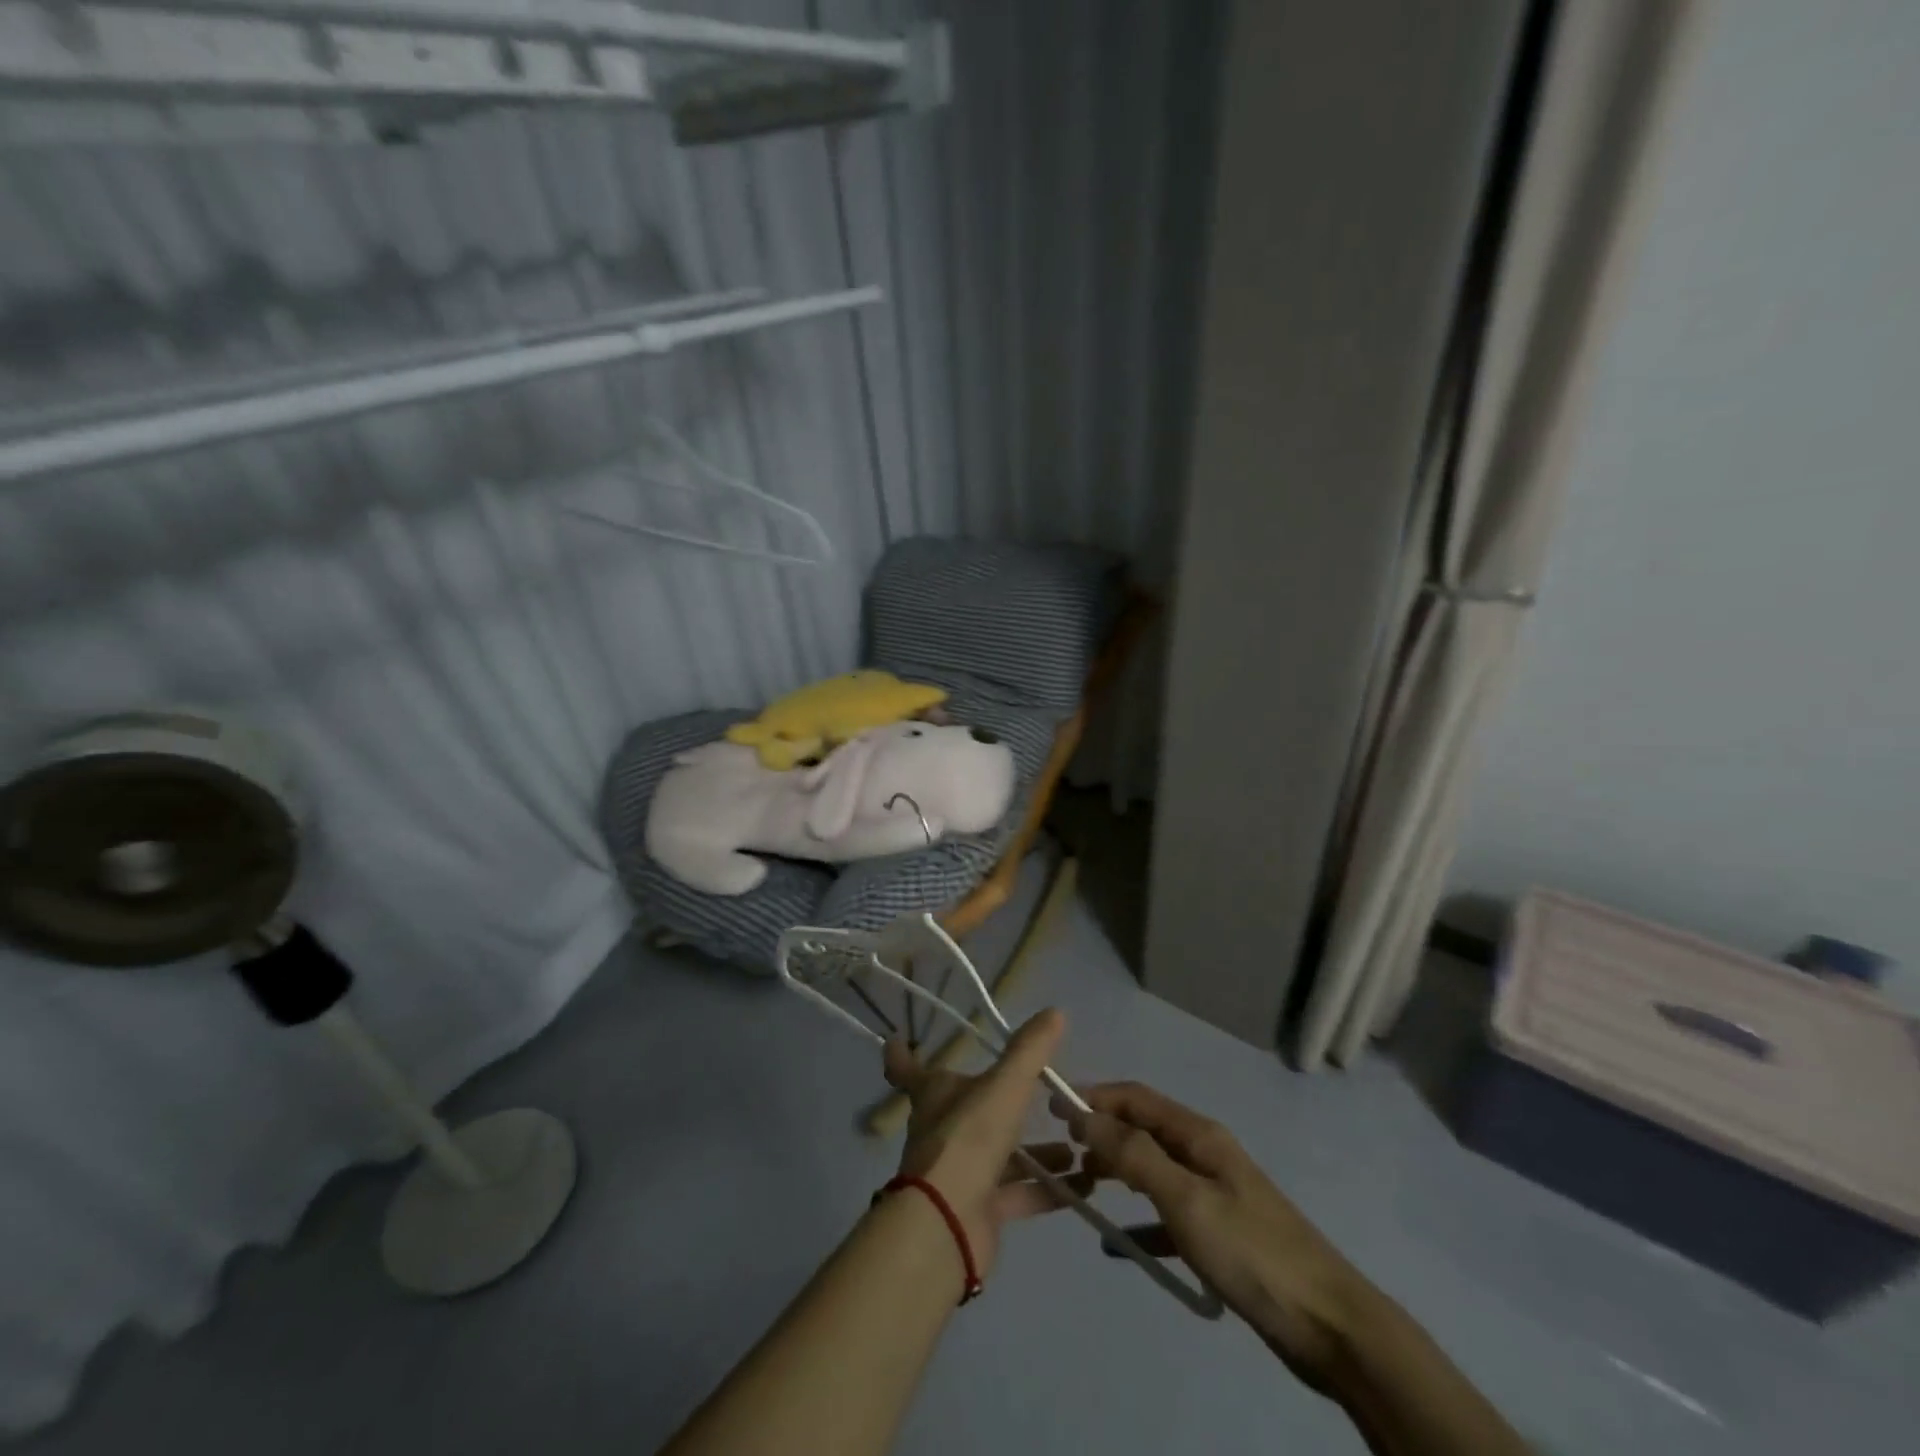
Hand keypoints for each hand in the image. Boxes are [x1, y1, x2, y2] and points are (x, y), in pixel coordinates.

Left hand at [882, 1010, 1083, 1277]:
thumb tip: (1055, 1011)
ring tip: (1075, 1144)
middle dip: (1000, 1104)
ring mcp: (960, 1172)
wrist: (949, 1221)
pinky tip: (1084, 1186)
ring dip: (1037, 1152)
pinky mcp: (980, 1210)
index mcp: (936, 1094)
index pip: (909, 1069)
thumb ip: (1030, 1050)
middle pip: (967, 1111)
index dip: (902, 1054)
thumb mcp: (1005, 1085)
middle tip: (1039, 1094)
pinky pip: (1019, 1194)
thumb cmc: (969, 1137)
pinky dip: (1049, 1190)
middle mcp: (943, 1130)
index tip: (896, 1040)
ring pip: (1001, 1156)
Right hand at [1056, 1081, 1373, 1389]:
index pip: (1136, 1097)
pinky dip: (1141, 1223)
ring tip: (1081, 1189)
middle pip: (1142, 1129)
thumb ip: (1134, 1155)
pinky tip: (1119, 1247)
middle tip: (1061, 1152)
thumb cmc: (1251, 1253)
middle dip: (1101, 1133)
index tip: (1053, 1108)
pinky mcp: (1221, 1234)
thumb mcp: (1186, 1199)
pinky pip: (1167, 1216)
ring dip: (1117, 1172)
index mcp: (1198, 1135)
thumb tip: (1085, 1115)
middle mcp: (1205, 1154)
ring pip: (1153, 1169)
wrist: (1330, 1326)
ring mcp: (1214, 1194)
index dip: (1094, 1097)